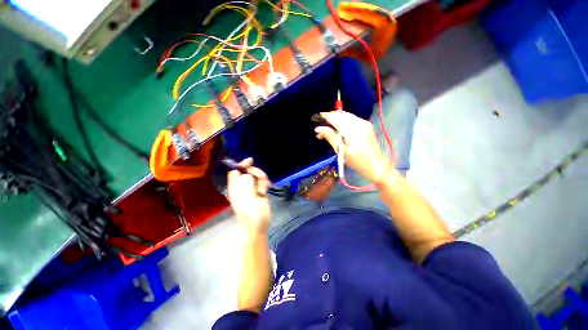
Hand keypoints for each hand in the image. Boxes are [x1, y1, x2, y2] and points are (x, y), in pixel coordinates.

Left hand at [227, 158, 270, 233]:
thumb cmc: (252, 214)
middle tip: (261, 178)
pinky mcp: (259, 191)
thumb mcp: (247, 199)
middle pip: (247, 172)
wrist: (260, 225)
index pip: (235, 171)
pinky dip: (265, 183)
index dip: (241, 165)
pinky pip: (262, 181)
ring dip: (262, 178)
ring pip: (256, 176)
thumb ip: (246, 184)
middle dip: (255, 172)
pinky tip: (266, 190)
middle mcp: (242, 186)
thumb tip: (247, 174)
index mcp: (235, 188)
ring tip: (264, 188)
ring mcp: (251, 188)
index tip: (251, 161)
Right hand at [315, 111, 391, 183]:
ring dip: (335, 121)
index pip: (336, 118)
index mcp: (353, 130)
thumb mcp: (341, 151)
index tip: (316, 118)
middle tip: (320, 131)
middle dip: (329, 119)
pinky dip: (342, 123)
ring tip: (327, 132)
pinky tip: (337, 131)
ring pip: (345, 116)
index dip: (325, 117)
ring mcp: (364, 123)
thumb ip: (330, 137)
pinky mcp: (366, 125)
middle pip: (341, 115)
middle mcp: (360, 123)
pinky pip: (351, 119)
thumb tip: (318, 128)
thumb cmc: (357, 162)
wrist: (376, 165)